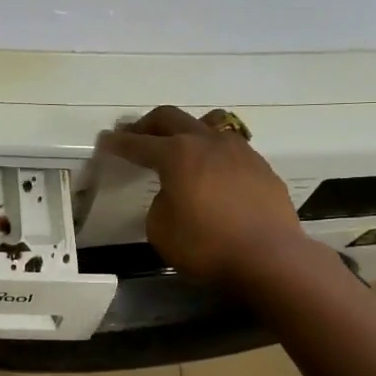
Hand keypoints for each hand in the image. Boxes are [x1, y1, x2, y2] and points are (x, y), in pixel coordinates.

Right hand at [97, 105, 311, 283]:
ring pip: (208, 124)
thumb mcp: (161, 230)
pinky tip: (213, 173)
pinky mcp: (261, 167)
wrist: (270, 257)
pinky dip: (213, 153)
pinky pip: (231, 148)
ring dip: (186, 130)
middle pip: (171, 118)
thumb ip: (160, 203)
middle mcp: (207, 142)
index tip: (105, 140)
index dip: (118, 143)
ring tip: (180, 144)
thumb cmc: (207, 245)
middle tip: (135, 134)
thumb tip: (173, 194)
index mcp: (177, 154)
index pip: (138, 144)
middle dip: (148, 125)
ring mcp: (239, 151)